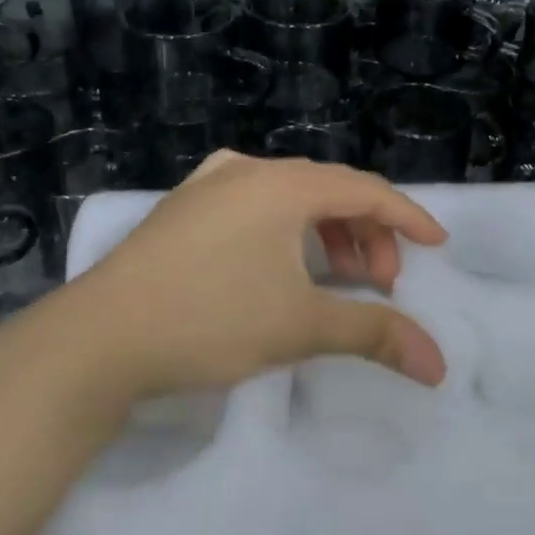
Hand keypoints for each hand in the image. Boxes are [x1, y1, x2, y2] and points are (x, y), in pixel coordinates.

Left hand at [27, 152, 449, 411]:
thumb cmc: (208, 320)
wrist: (96, 339)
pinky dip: (286, 230)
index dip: (406, 218)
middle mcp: (246, 170)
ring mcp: (207, 185)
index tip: (436, 245)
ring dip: (326, 232)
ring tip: (337, 276)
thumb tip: (438, 364)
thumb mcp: (300, 326)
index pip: (365, 190)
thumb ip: (374, 333)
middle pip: (328, 190)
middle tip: (379, 283)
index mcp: (281, 184)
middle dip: (365, 233)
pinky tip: (281, 263)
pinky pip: (254, 205)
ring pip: (289, 196)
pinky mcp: (182, 209)